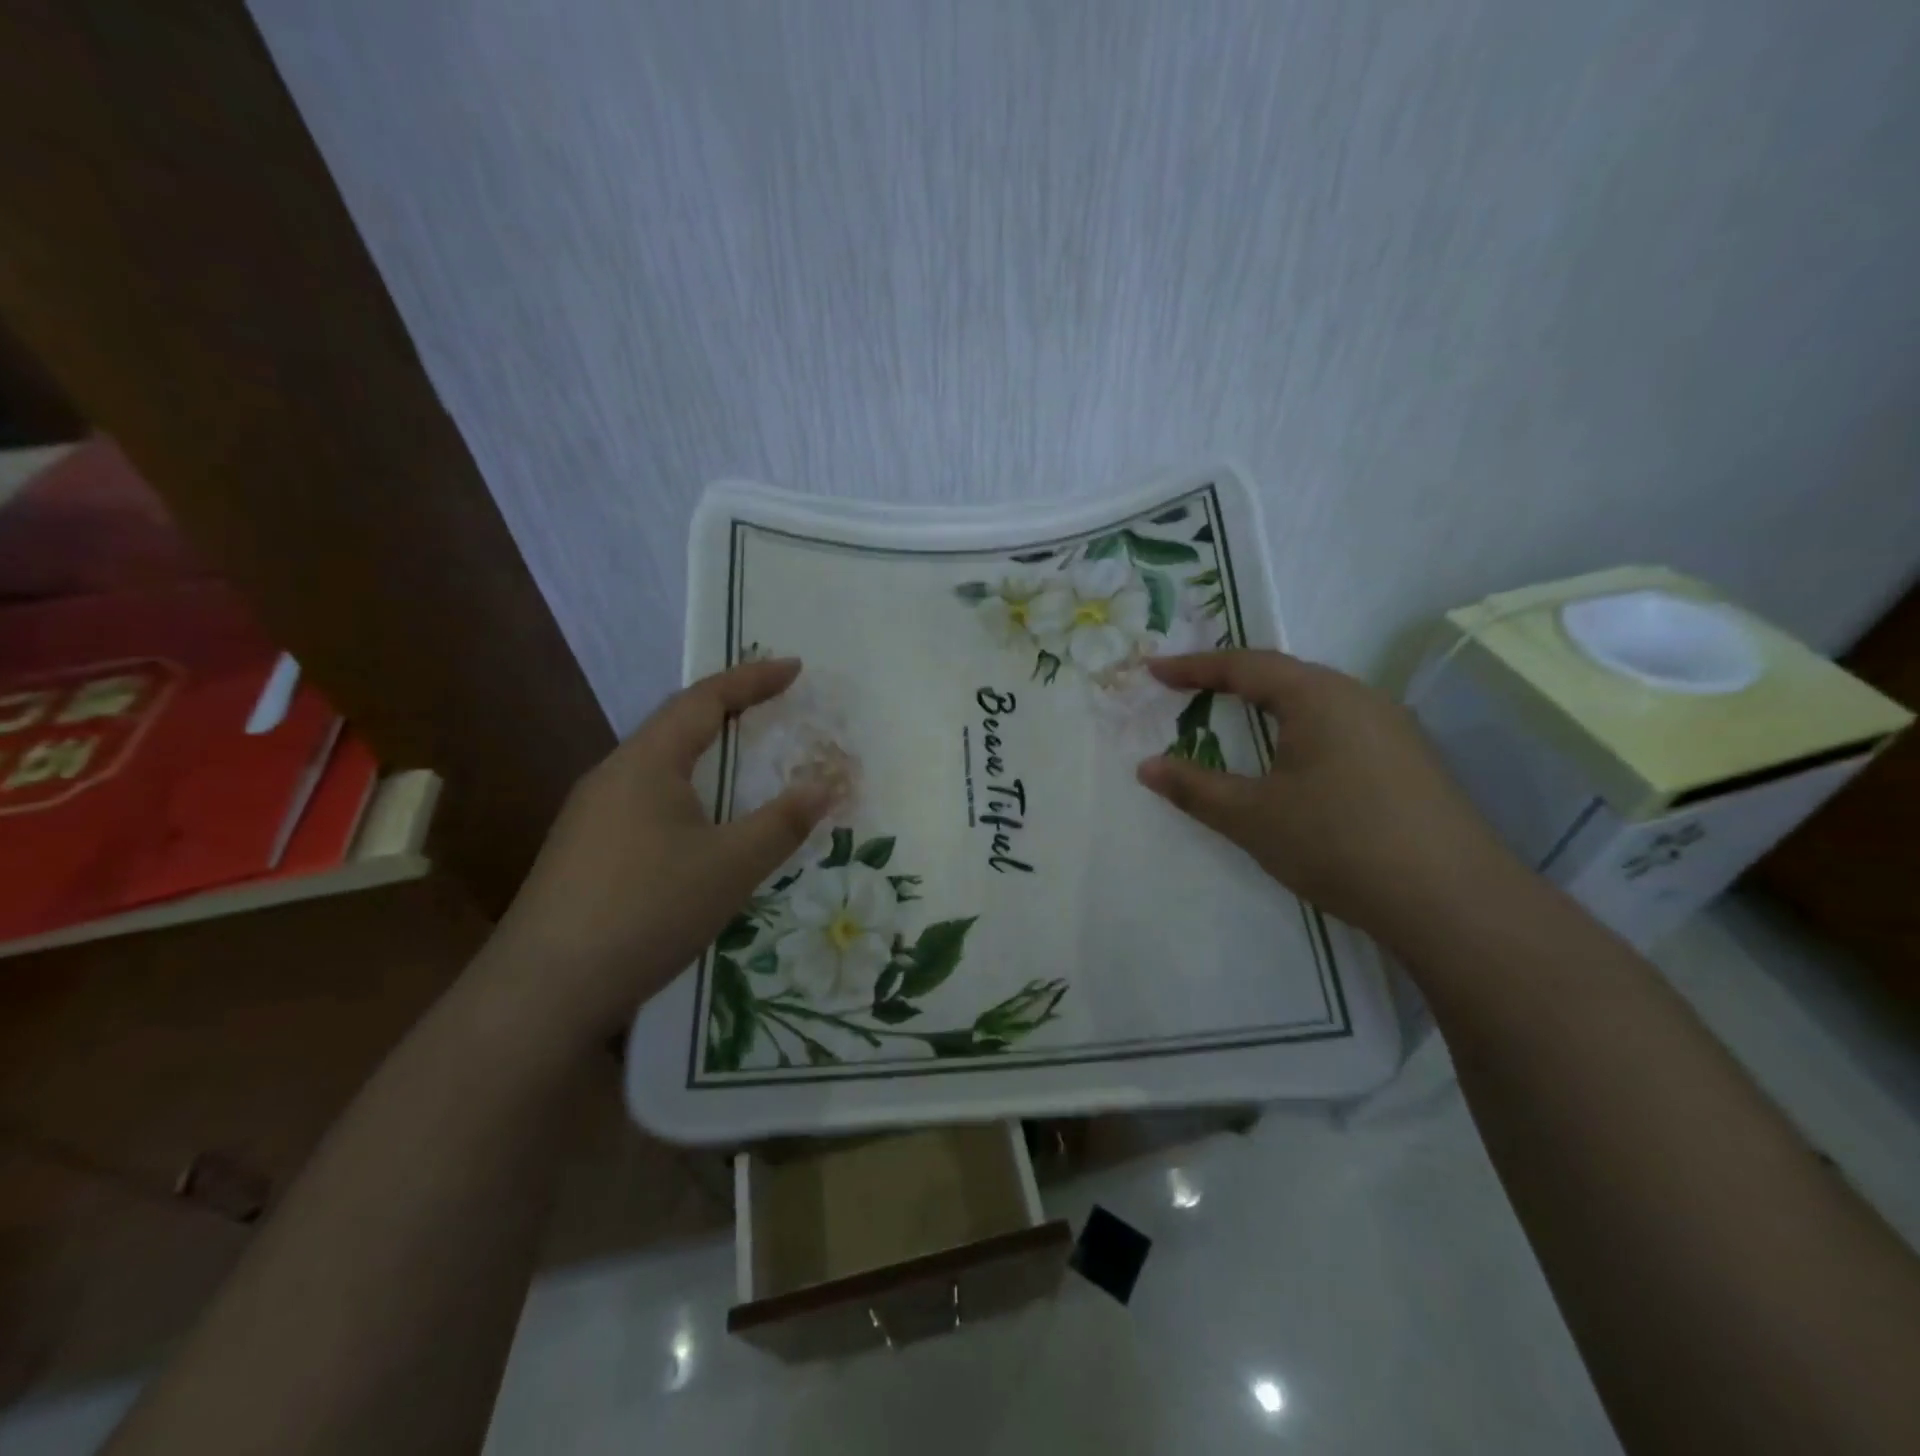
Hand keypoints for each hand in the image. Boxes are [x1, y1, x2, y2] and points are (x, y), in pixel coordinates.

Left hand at [486, 659, 830, 1044]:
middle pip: (676, 724)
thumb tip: (827, 783)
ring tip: (742, 756)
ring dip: (705, 750)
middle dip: (728, 708)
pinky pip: (646, 798)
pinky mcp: (584, 852)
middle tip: (773, 704)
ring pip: (659, 764)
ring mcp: (592, 815)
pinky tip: (699, 823)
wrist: (544, 990)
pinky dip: (687, 789)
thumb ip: (783, 821)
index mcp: (646, 763)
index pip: (704, 700)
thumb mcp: (731, 865)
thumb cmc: (647, 910)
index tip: (795, 667)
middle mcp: (613, 776)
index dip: (752, 679)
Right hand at [1136, 650, 1519, 948]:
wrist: (1451, 900)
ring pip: (1316, 702)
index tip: (1154, 670)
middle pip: (1284, 677)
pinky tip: (1294, 762)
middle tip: (1190, 691)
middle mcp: (1359, 698)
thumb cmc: (1337, 842)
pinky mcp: (1410, 760)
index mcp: (1318, 696)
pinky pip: (1341, 727)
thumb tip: (1146, 767)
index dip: (1194, 667)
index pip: (1245, 666)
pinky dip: (1300, 731)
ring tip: (1236, 720)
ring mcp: (1393, 728)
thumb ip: (1194, 787)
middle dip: (1232, 681)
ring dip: (1270, 707)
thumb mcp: (1252, 816)